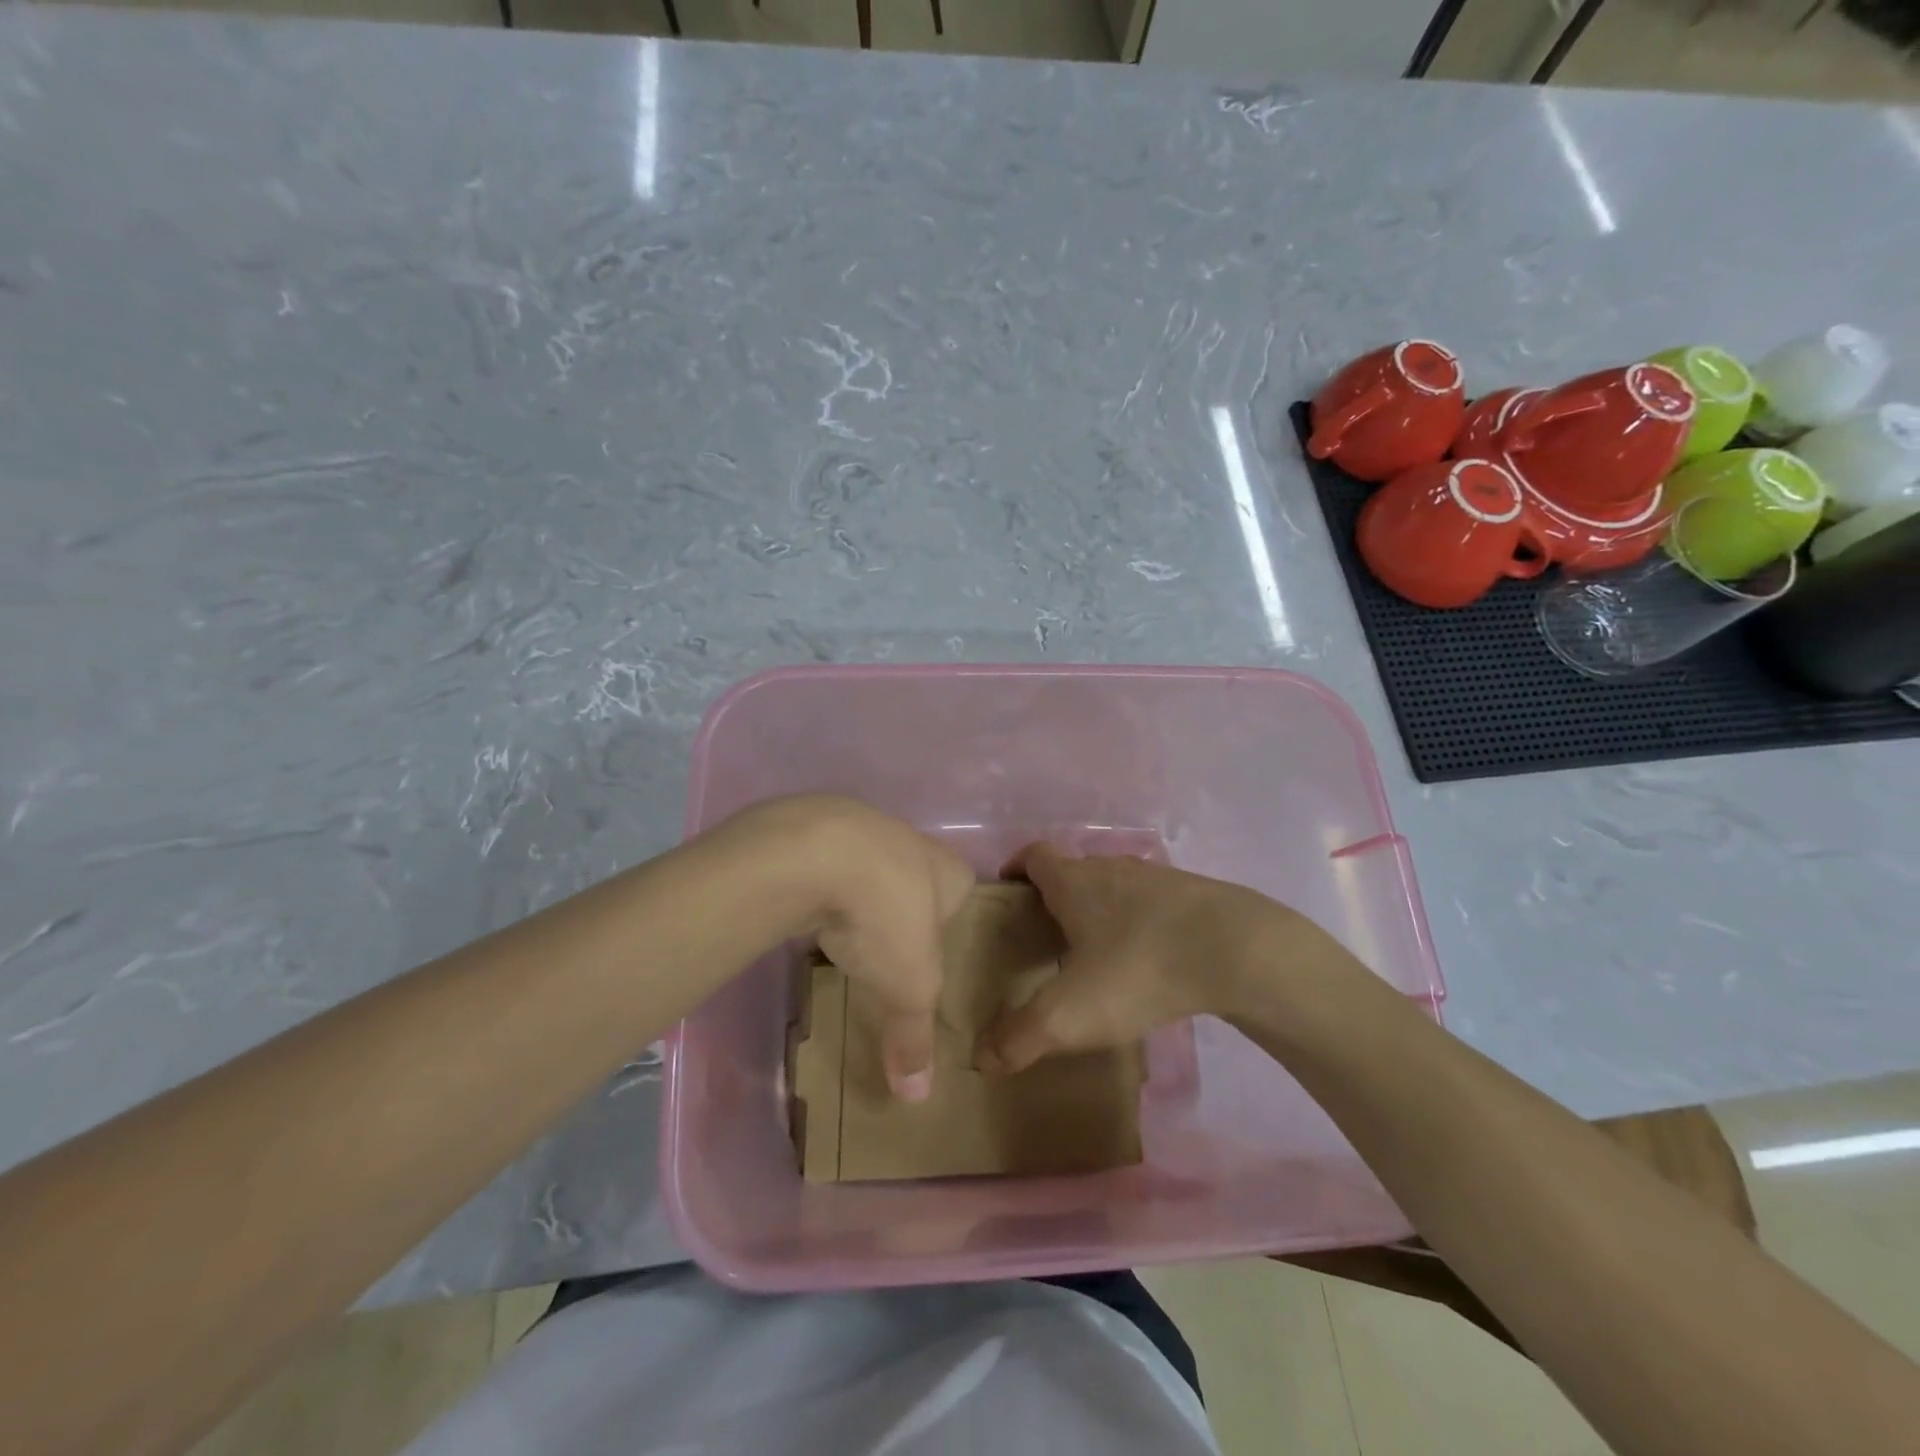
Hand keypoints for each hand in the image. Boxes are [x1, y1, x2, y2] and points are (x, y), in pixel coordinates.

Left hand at [719, 796, 973, 1100]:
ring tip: (846, 936)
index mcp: (949, 870)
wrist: (814, 853)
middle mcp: (910, 841)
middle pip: (914, 878)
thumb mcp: (909, 988)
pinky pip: (825, 866)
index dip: (952, 918)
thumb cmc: (887, 915)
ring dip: (858, 897)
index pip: (962, 889)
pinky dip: (820, 889)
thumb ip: (914, 1037)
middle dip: (902, 910)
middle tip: (890, 951)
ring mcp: (860, 829)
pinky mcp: (814, 832)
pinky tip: (808, 914)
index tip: (937, 949)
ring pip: (867, 869)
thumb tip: (916, 1098)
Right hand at [975, 843, 1356, 1073]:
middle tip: (1047, 939)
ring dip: (1102, 910)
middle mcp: (1110, 867)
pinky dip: (1142, 923)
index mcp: (1073, 881)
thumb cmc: (1138, 968)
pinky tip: (1149, 960)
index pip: (1033, 855)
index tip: (1009, 894)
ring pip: (1116, 886)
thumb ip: (1021, 1036)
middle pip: (1074, 871)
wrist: (1237, 950)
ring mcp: (1156, 877)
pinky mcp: (1194, 895)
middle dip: (1057, 898)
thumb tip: (982, 1057)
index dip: (1017, 868)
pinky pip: (1153, 904)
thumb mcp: (1071, 1013)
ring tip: (1098, 954)